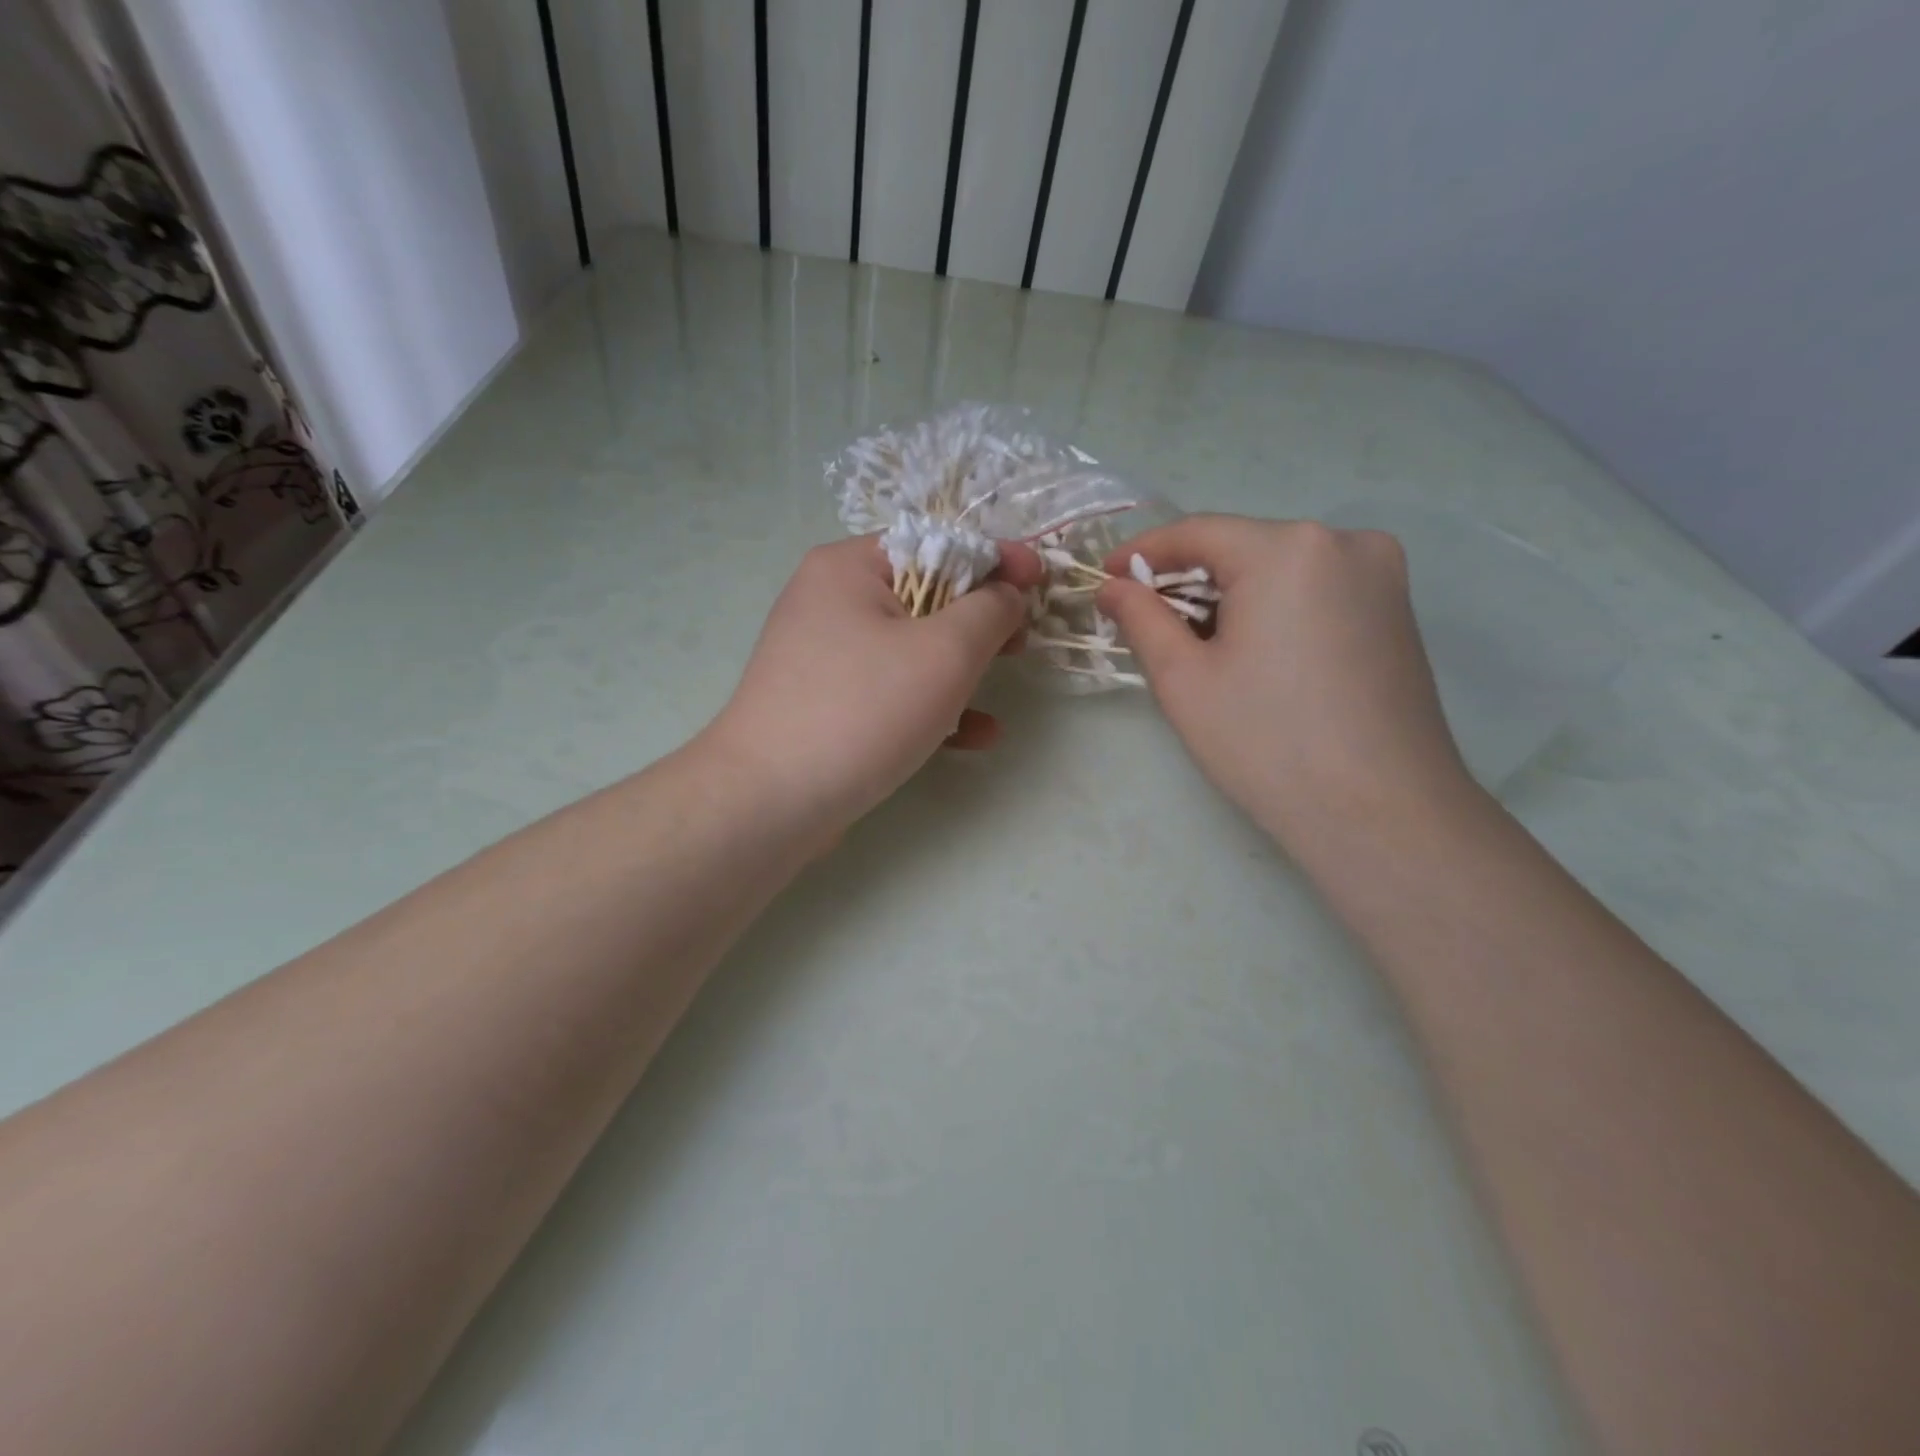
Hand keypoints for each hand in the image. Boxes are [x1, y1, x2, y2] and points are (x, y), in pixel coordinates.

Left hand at [702, 535, 1041, 833]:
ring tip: (1002, 685)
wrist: (771, 799)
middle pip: (923, 595)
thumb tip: (1007, 593)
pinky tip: (974, 736)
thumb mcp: (945, 652)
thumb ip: (989, 611)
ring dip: (961, 667)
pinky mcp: (826, 702)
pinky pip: (889, 690)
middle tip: (1021, 641)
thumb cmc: (863, 709)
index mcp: (849, 567)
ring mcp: (824, 655)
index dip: (993, 558)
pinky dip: (931, 705)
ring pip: (910, 648)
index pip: (934, 543)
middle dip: (979, 619)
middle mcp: (829, 601)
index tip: (1039, 579)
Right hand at [1097, 515, 1471, 842]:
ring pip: (1279, 569)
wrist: (1382, 814)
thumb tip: (1114, 587)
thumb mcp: (1184, 681)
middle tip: (1147, 624)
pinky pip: (1314, 589)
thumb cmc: (1268, 744)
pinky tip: (1254, 656)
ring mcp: (1380, 574)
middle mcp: (1344, 542)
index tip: (1104, 579)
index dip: (1143, 553)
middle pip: (1242, 548)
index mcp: (1288, 549)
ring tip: (1198, 649)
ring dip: (1230, 597)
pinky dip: (1272, 609)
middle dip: (1188, 581)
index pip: (1198, 532)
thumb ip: (1141, 620)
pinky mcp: (1396, 609)